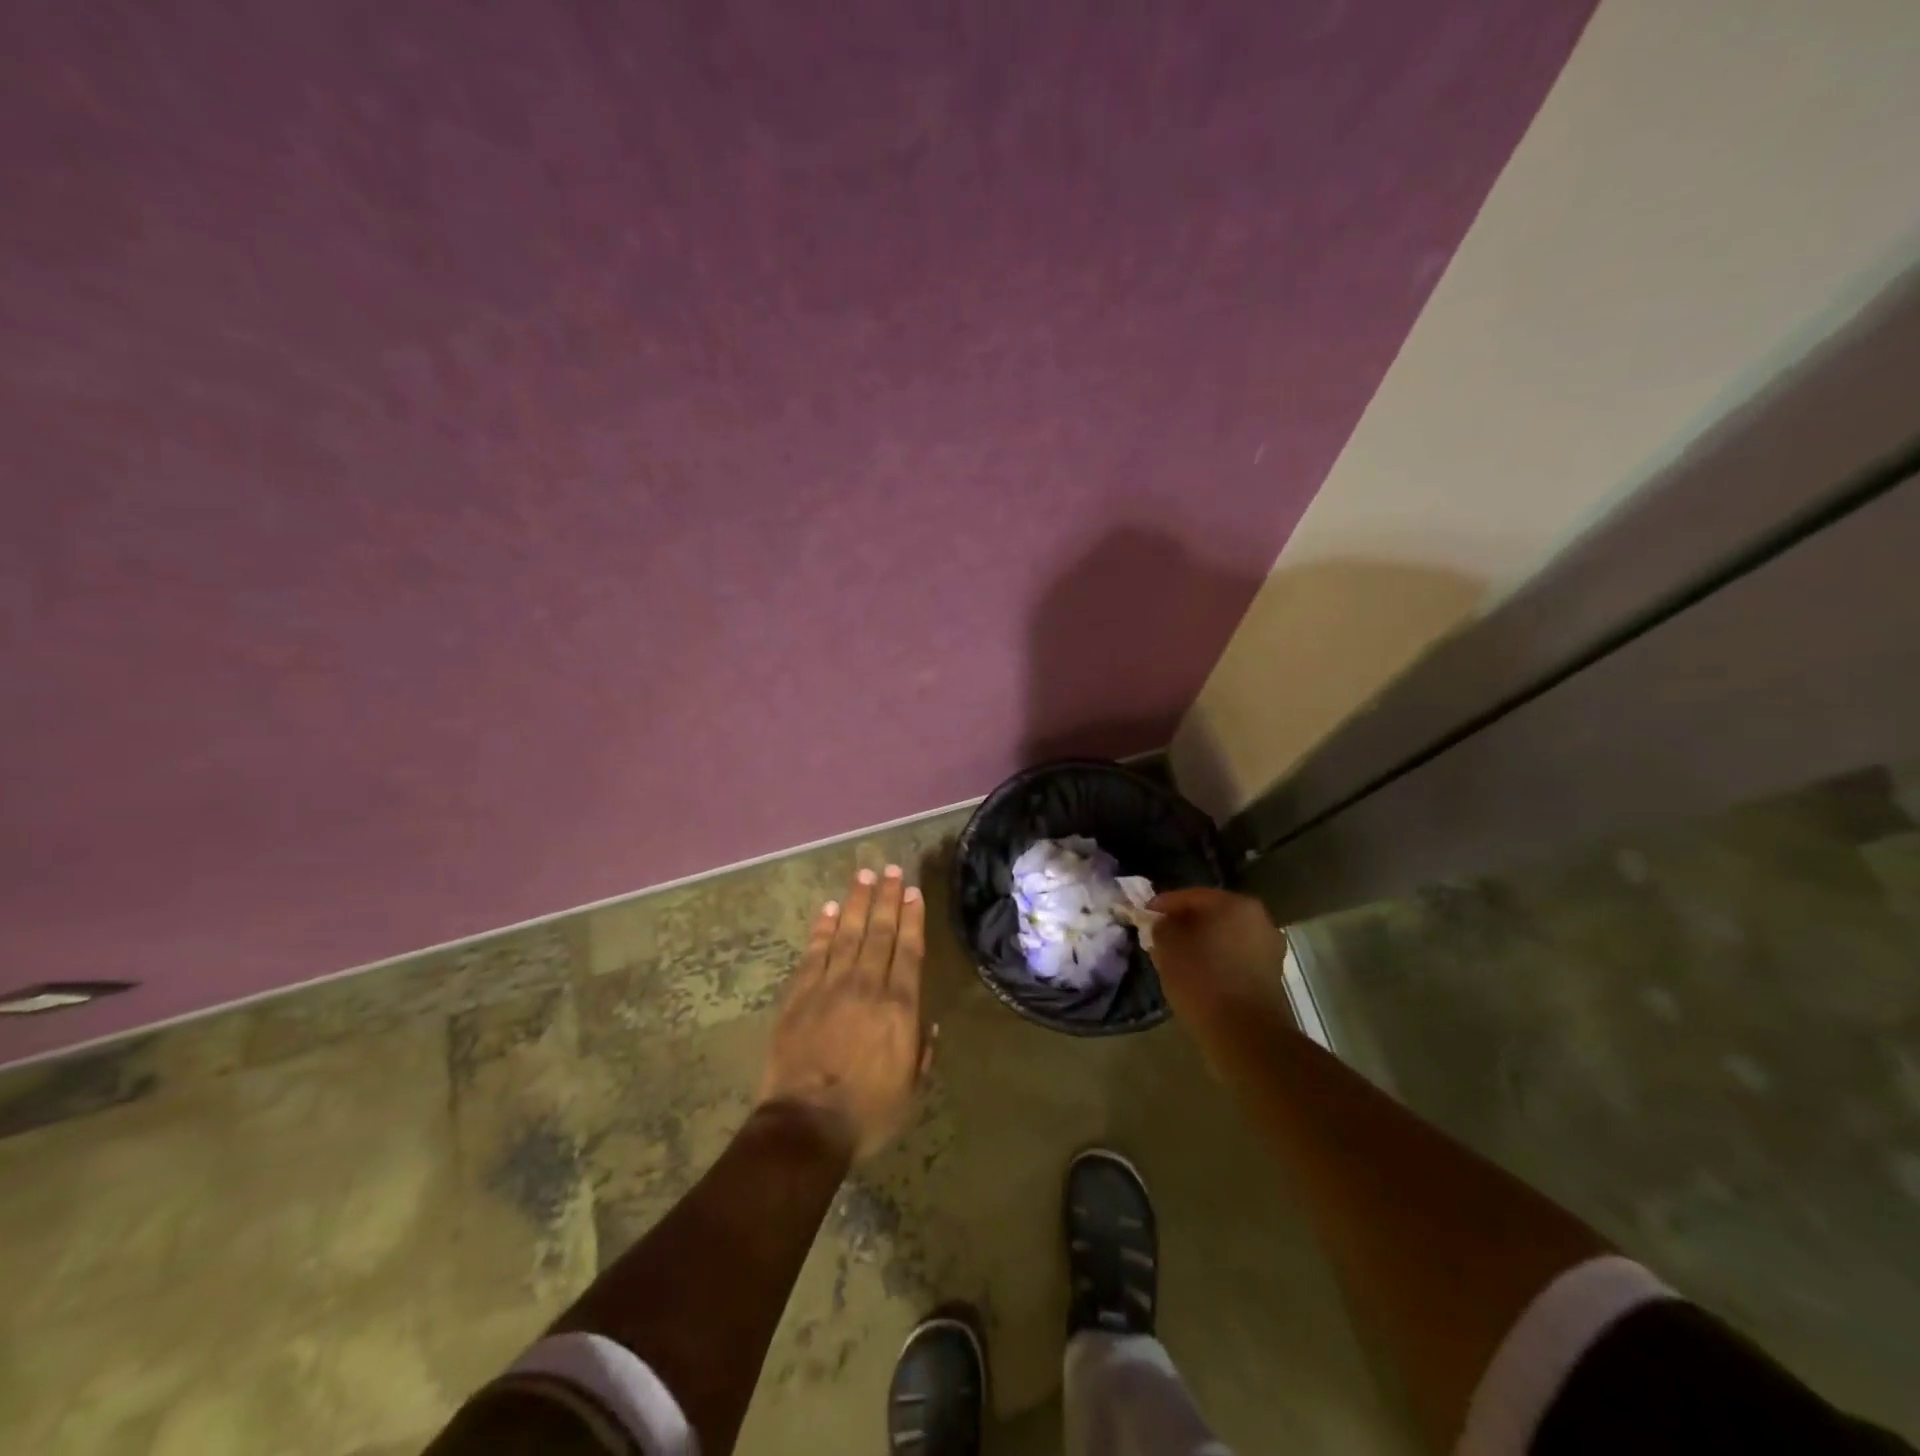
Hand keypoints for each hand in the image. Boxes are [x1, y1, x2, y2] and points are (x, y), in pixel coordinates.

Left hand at [759, 865, 931, 1161]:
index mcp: (899, 1007)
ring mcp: (830, 986)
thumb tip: (930, 1024)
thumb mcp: (911, 1091)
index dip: (912, 918)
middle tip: (891, 869)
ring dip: (856, 902)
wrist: (806, 1126)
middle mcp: (867, 985)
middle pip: (879, 932)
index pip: (909, 950)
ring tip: (864, 875)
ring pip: (847, 933)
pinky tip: (829, 910)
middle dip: (887, 898)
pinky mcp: (799, 995)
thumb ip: (923, 1053)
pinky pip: (814, 953)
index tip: (913, 892)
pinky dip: (822, 929)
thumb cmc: (867, 1113)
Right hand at [1145, 888, 1289, 1031]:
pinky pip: (1236, 957)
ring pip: (1225, 937)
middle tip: (1161, 935)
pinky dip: (1217, 960)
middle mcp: (1259, 919)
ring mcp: (1269, 948)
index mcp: (1235, 904)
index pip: (1191, 896)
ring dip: (1202, 942)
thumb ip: (1161, 927)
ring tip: (1177, 957)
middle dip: (1186, 923)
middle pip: (1212, 914)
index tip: (1144, 914)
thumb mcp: (1168, 947)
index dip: (1163, 904)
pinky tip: (1198, 974)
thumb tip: (1164, 924)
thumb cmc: (1202, 979)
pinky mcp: (1272, 975)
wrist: (1245, 1033)